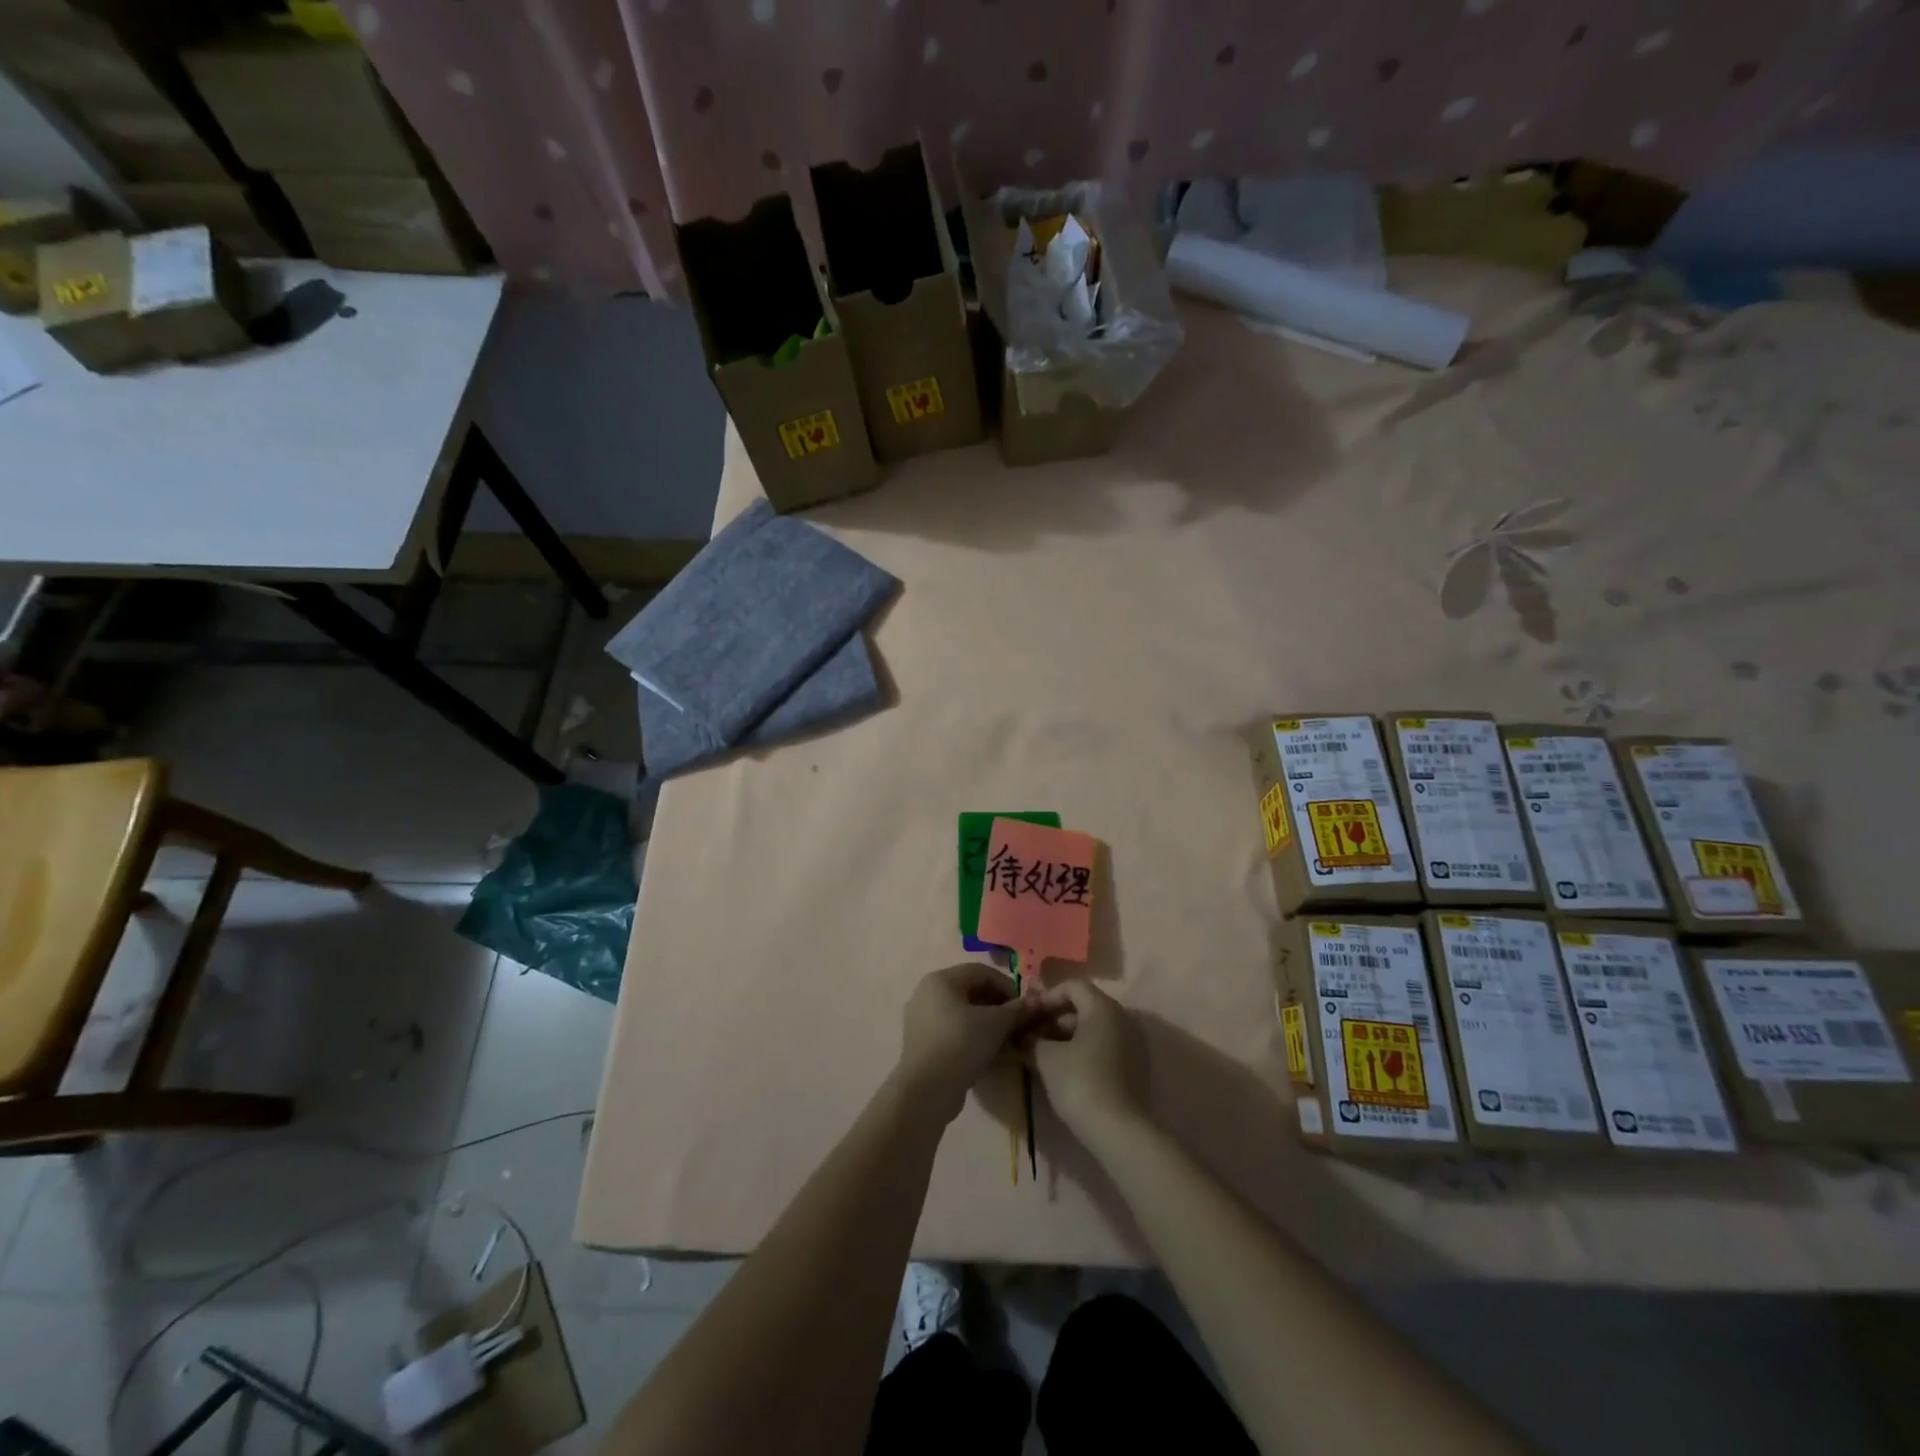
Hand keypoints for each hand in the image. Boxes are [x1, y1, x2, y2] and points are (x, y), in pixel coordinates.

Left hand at [895, 963, 1067, 1122]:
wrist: (926, 1091)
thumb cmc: (961, 1044)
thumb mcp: (995, 1024)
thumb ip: (1017, 1010)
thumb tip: (1039, 1002)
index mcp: (941, 980)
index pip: (981, 972)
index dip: (1007, 986)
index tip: (1025, 1007)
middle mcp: (928, 994)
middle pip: (973, 994)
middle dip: (1001, 1010)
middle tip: (1021, 1028)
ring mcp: (924, 1021)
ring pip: (965, 1017)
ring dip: (992, 1028)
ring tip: (1012, 1045)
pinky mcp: (925, 1046)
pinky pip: (956, 1034)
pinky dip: (976, 1040)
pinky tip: (994, 1057)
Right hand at [1026, 980, 1149, 1143]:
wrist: (1119, 1132)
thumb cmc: (1079, 1082)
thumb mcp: (1046, 1058)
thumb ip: (1030, 1040)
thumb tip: (1019, 1036)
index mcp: (1103, 1007)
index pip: (1072, 986)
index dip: (1046, 997)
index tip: (1027, 1016)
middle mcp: (1122, 1018)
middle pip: (1082, 1006)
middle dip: (1053, 1019)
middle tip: (1030, 1037)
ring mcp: (1131, 1043)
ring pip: (1092, 1028)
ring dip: (1065, 1037)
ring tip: (1041, 1056)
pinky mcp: (1134, 1067)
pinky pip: (1103, 1046)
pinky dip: (1082, 1051)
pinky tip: (1063, 1070)